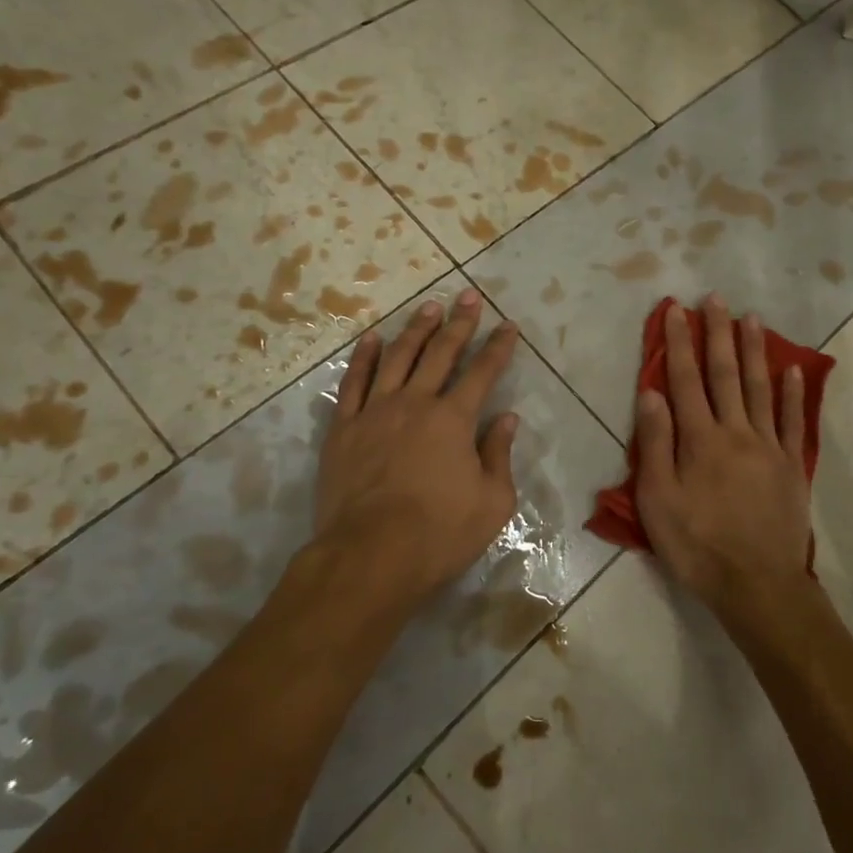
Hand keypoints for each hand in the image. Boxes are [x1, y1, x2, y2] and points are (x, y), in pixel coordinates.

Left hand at [310, 289, 522, 613]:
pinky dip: (363, 357)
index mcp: (455, 419)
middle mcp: (416, 403)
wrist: (370, 555)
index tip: (508, 325)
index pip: (483, 372)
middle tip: (468, 296)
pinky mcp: (344, 428)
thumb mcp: (492, 503)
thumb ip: (499, 455)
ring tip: (428, 307)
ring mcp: (375, 412)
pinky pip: (353, 382)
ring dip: (415, 330)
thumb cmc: (439, 534)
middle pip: (441, 353)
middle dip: (459, 323)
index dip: (498, 347)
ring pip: (398, 358)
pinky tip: (372, 339)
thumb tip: (506, 419)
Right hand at [636, 296, 813, 612]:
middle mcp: (736, 432)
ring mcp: (769, 446)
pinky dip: (793, 393)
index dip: (679, 343)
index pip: (685, 380)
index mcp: (700, 439)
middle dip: (717, 334)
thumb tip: (651, 392)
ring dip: (755, 351)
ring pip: (761, 388)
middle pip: (725, 374)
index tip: (676, 310)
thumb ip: (656, 443)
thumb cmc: (698, 545)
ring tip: (752, 318)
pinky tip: (793, 370)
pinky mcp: (791, 466)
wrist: (757, 585)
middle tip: (715, 298)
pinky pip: (793, 422)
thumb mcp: (658, 500)